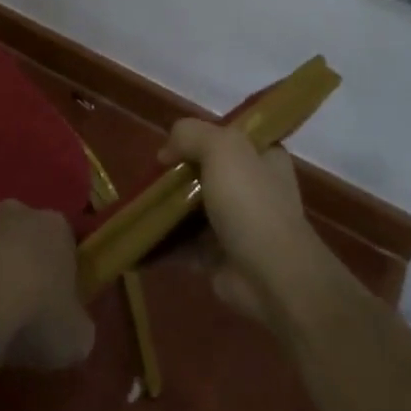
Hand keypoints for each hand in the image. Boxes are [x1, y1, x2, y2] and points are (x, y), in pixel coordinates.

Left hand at [0, 201, 94, 370]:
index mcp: (55, 227)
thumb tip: (71, 330)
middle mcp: (15, 212)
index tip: (56, 305)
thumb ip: (77, 328)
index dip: (61, 272)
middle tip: (18, 308)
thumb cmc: (32, 315)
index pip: (64, 242)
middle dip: (20, 263)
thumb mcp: (75, 339)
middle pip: (22, 234)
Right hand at [158, 119, 350, 328]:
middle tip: (152, 175)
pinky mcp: (221, 256)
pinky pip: (186, 242)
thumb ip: (190, 134)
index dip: (201, 136)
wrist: (271, 276)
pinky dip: (164, 239)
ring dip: (168, 207)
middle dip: (178, 173)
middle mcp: (254, 188)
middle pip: (207, 172)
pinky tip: (141, 232)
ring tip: (138, 202)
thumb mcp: (222, 148)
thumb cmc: (250, 202)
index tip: (174, 144)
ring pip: (194, 208)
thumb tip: (166, 153)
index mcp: (264, 158)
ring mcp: (238, 225)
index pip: (230, 137)